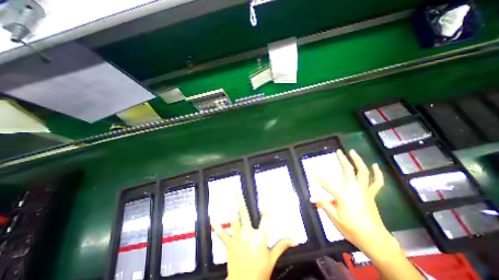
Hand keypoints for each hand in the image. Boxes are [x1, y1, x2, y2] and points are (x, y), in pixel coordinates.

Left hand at [211, 196, 294, 278]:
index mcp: (260, 238)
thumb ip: (282, 246)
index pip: (265, 221)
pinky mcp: (230, 244)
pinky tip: (213, 220)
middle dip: (240, 203)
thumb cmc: (260, 272)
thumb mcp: (272, 258)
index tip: (268, 203)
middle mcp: (248, 235)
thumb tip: (294, 240)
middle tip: (236, 193)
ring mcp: (237, 239)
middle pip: (244, 215)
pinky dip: (217, 227)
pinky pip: (222, 234)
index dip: (267, 211)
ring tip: (227, 201)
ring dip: (230, 211)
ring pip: (233, 221)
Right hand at [317, 150, 426, 279]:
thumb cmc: (353, 229)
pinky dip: (377, 173)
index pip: (327, 184)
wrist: (375, 239)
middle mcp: (354, 190)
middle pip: (348, 171)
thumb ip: (325, 206)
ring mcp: (364, 191)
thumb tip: (314, 199)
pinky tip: (375, 166)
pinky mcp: (371, 194)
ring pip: (363, 172)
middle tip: (339, 151)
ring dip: (358, 161)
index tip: (313, 172)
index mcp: (343, 196)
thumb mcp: (335, 219)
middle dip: (342, 160)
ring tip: (353, 152)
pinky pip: (377, 182)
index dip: (319, 178)